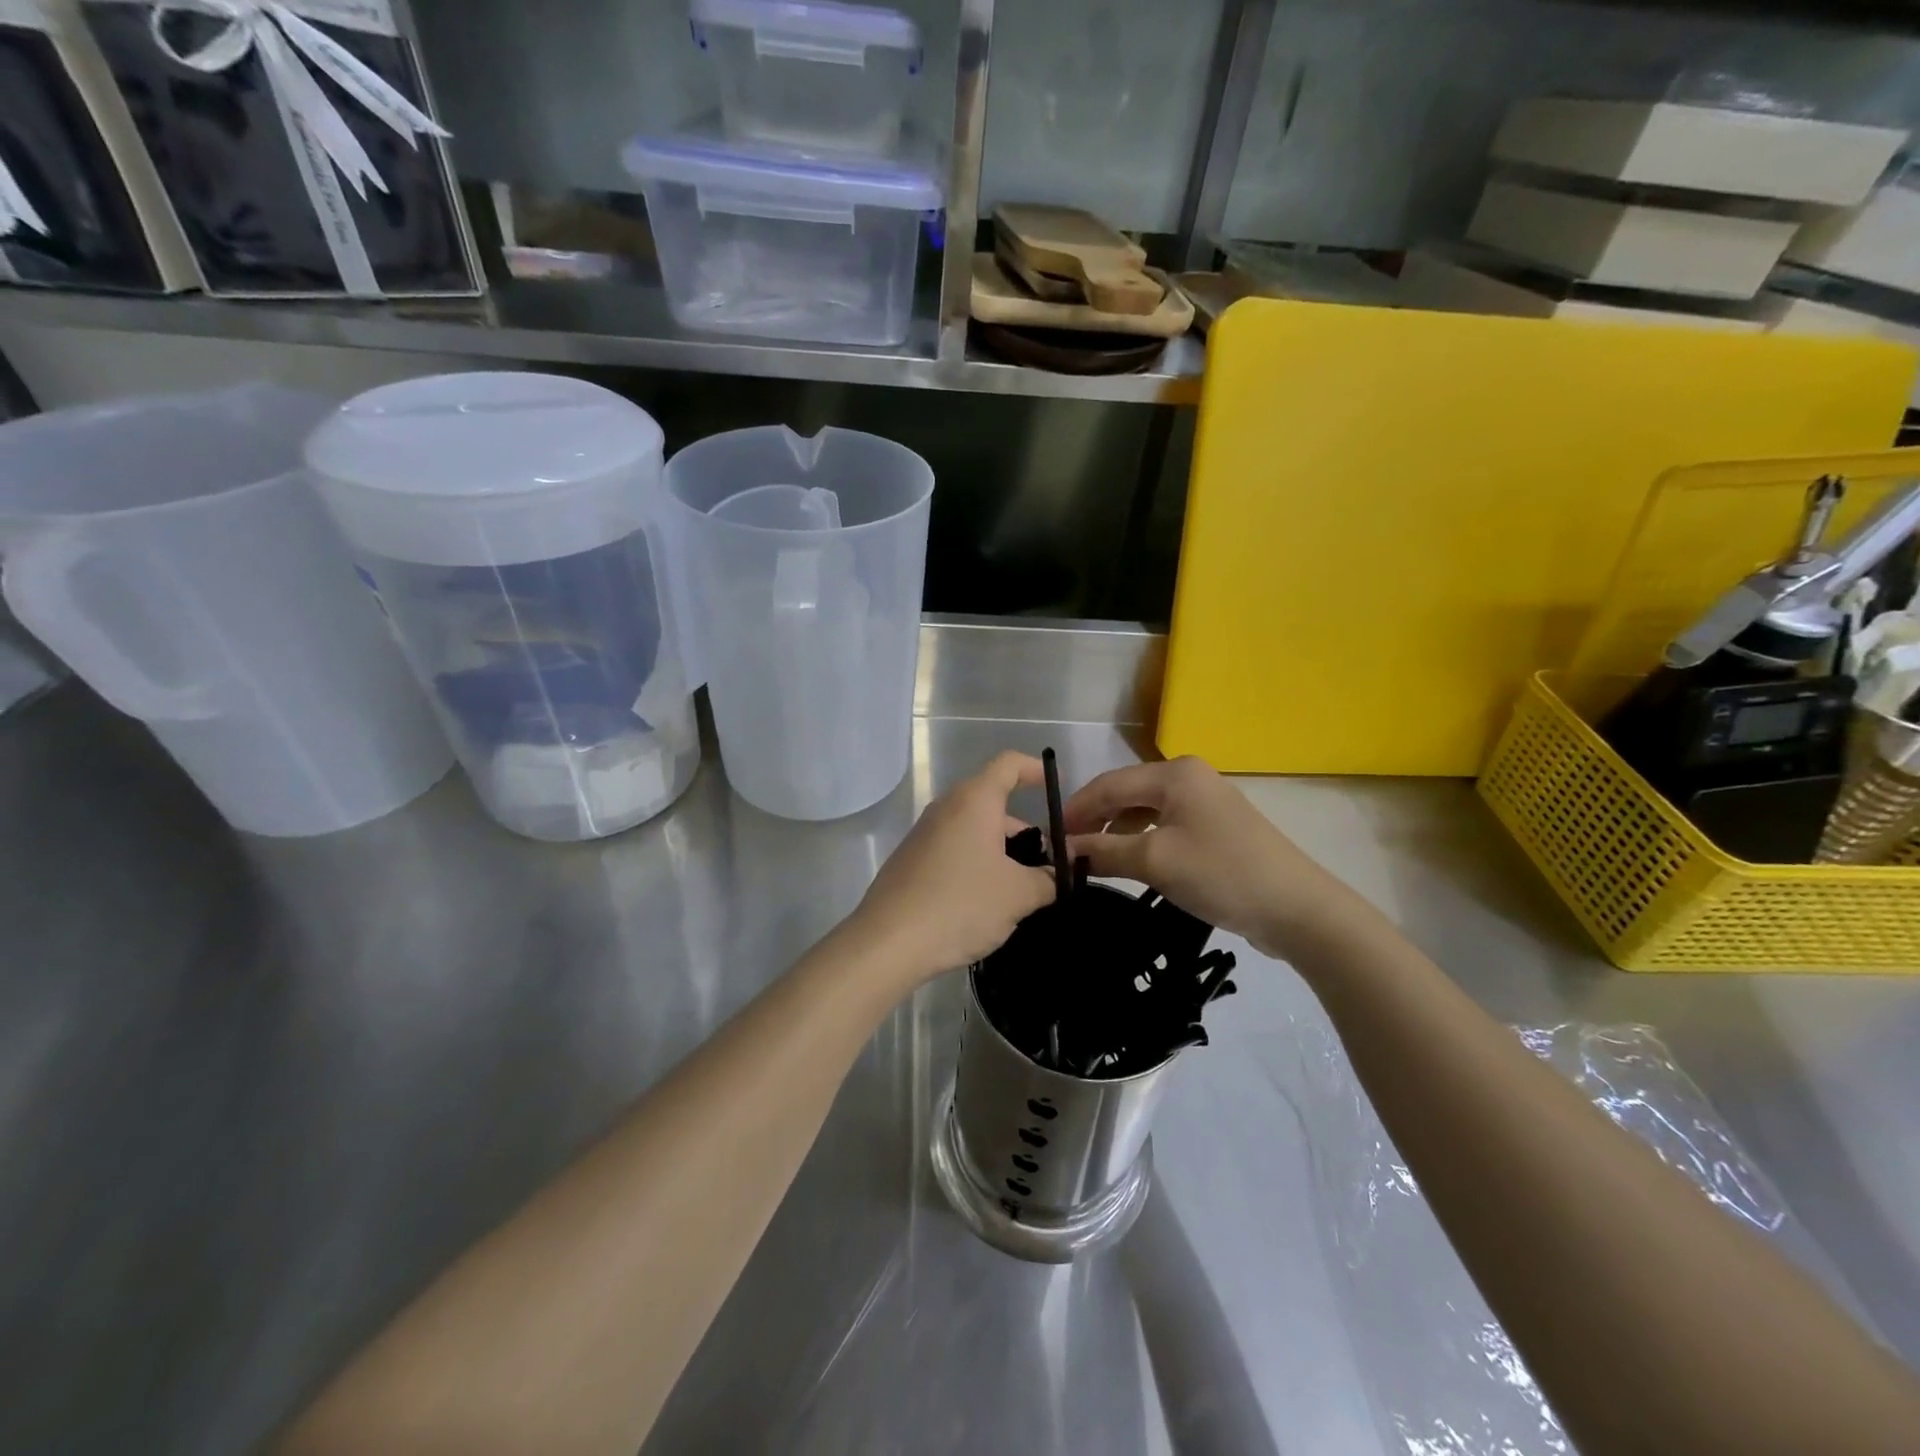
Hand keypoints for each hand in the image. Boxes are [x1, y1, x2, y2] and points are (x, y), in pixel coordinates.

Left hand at [848, 751, 1056, 989]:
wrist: (888, 942)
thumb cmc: (961, 904)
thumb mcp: (1019, 894)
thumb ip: (1048, 878)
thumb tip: (1055, 874)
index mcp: (974, 801)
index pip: (1009, 764)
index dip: (1035, 770)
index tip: (1056, 792)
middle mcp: (946, 808)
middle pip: (994, 804)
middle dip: (1025, 832)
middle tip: (1047, 869)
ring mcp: (924, 834)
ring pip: (974, 831)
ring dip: (1002, 853)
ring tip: (1021, 894)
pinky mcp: (911, 861)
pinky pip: (954, 851)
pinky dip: (976, 866)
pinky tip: (985, 905)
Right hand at [1063, 756, 1363, 958]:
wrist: (1297, 909)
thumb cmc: (1221, 874)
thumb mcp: (1155, 861)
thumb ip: (1103, 851)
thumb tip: (1062, 849)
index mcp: (1174, 774)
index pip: (1108, 784)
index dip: (1075, 810)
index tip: (1049, 838)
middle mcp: (1189, 777)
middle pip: (1126, 794)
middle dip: (1095, 821)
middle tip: (1067, 852)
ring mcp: (1205, 802)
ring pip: (1144, 811)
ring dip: (1117, 833)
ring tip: (1093, 861)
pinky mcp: (1216, 827)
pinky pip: (1165, 826)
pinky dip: (1142, 841)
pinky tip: (1131, 863)